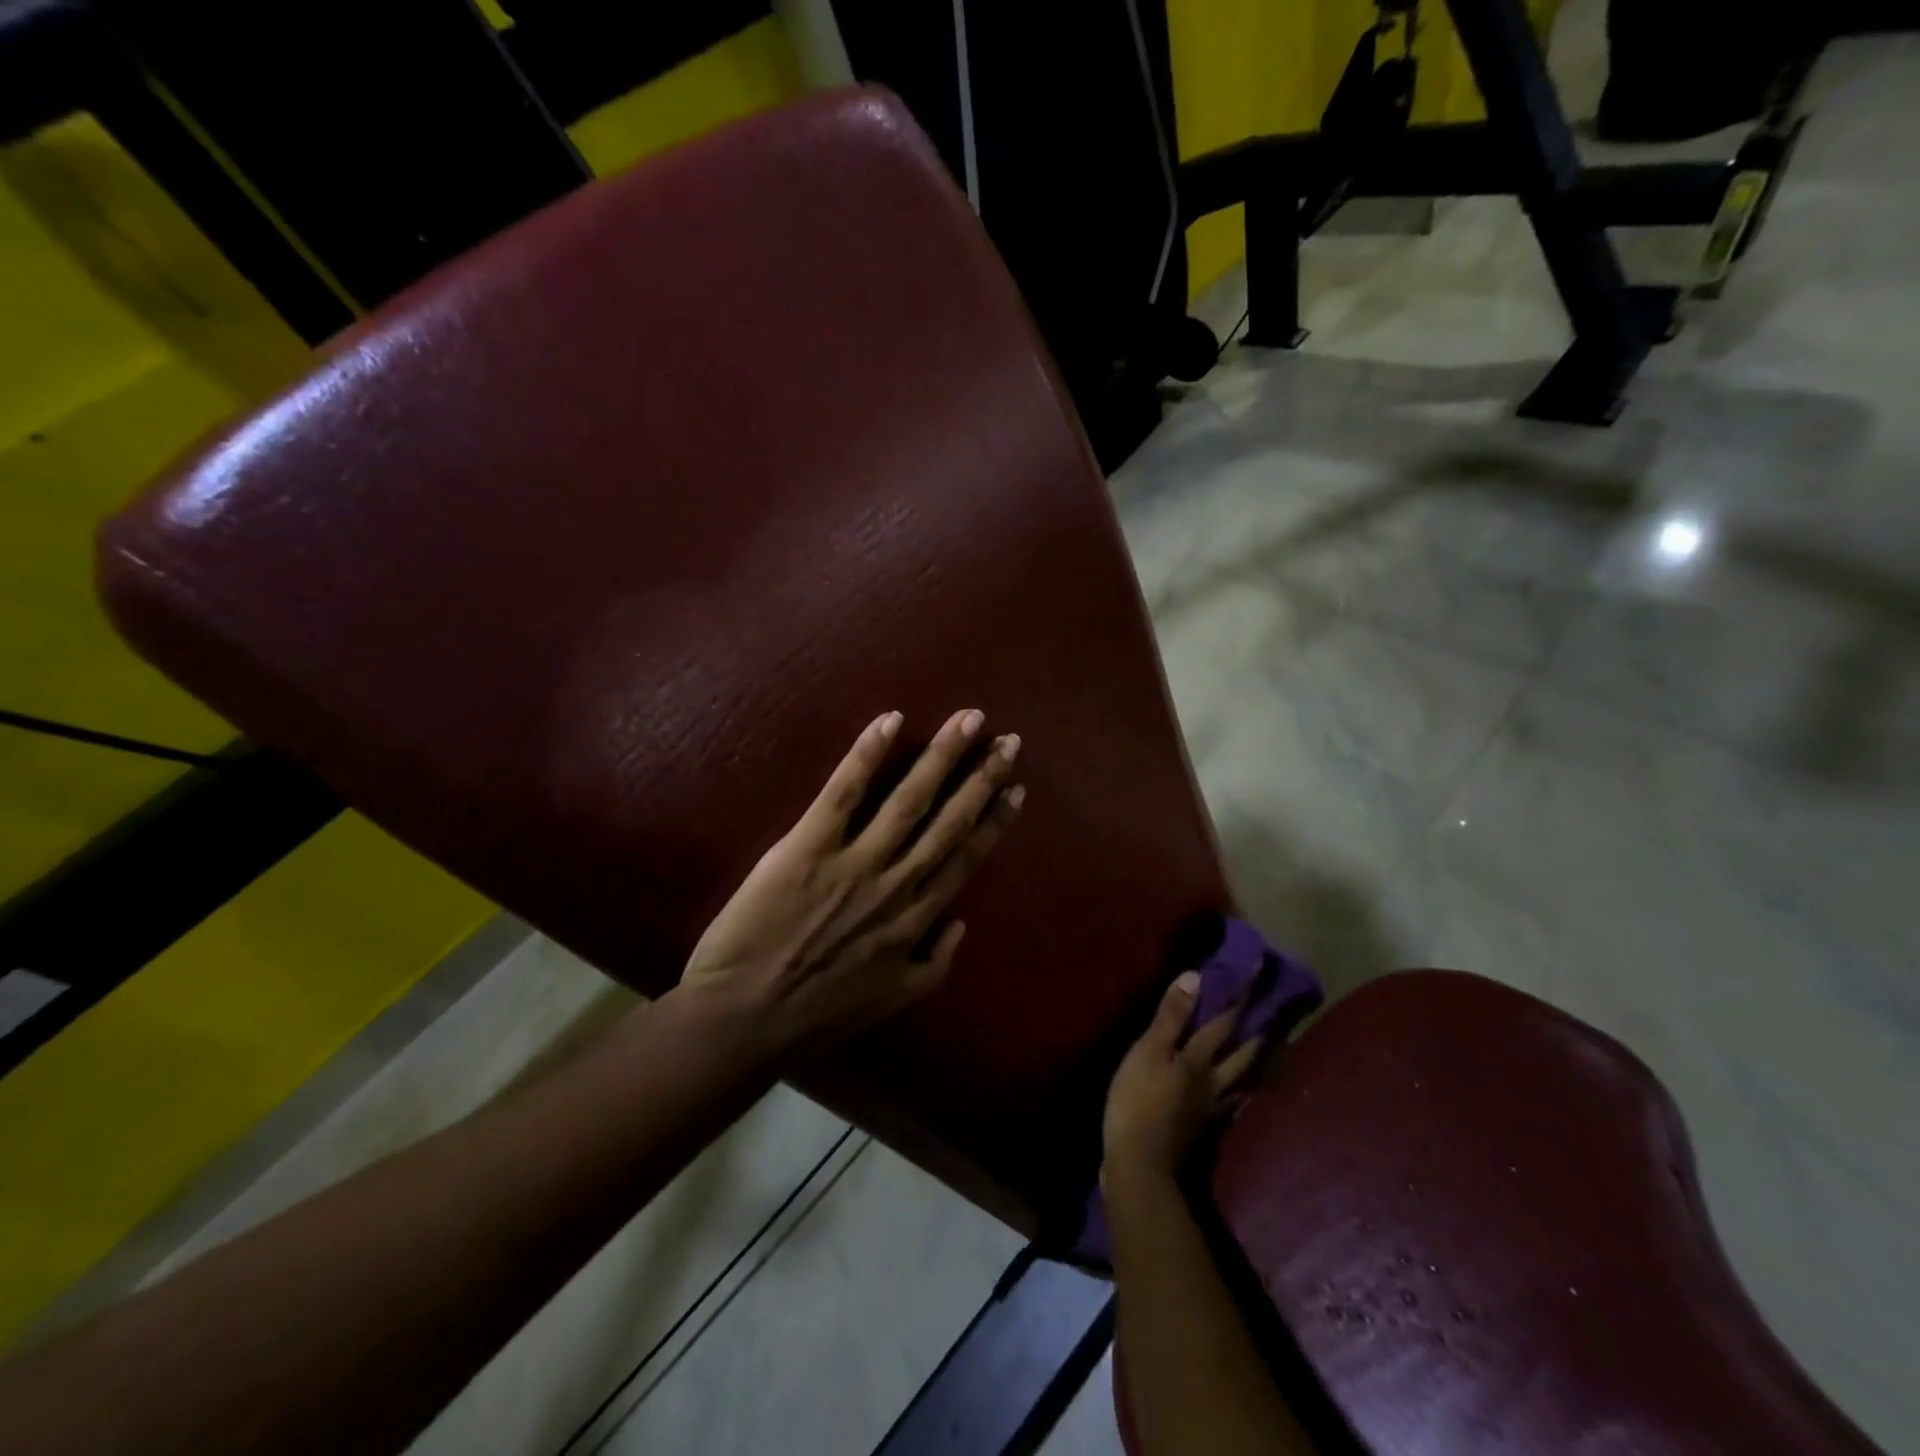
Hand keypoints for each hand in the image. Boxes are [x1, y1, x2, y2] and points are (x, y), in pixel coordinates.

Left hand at [677, 709, 1022, 1057]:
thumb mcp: (891, 1003)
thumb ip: (934, 965)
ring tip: (967, 720)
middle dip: (982, 777)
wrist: (742, 1021)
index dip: (993, 821)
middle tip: (1007, 740)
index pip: (964, 858)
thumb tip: (961, 922)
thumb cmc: (814, 1015)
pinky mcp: (807, 847)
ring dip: (942, 756)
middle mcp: (895, 884)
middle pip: (948, 821)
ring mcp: (853, 862)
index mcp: (915, 920)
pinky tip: (890, 721)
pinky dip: (866, 756)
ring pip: (908, 800)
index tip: (1015, 788)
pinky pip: (842, 794)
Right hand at [1102, 972, 1262, 1183]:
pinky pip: (1227, 1106)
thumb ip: (1171, 1017)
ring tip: (1265, 1054)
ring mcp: (1208, 1109)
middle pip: (1239, 1055)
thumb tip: (1196, 977)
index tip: (1254, 978)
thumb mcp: (1148, 1051)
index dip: (1236, 1000)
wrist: (1139, 1163)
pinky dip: (1236, 1096)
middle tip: (1271, 1018)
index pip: (1222, 1024)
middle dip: (1253, 1034)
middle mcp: (1212, 1083)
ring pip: (1238, 1082)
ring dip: (1251, 1066)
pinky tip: (1236, 1097)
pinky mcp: (1199, 1129)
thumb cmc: (1138, 1100)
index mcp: (1198, 1061)